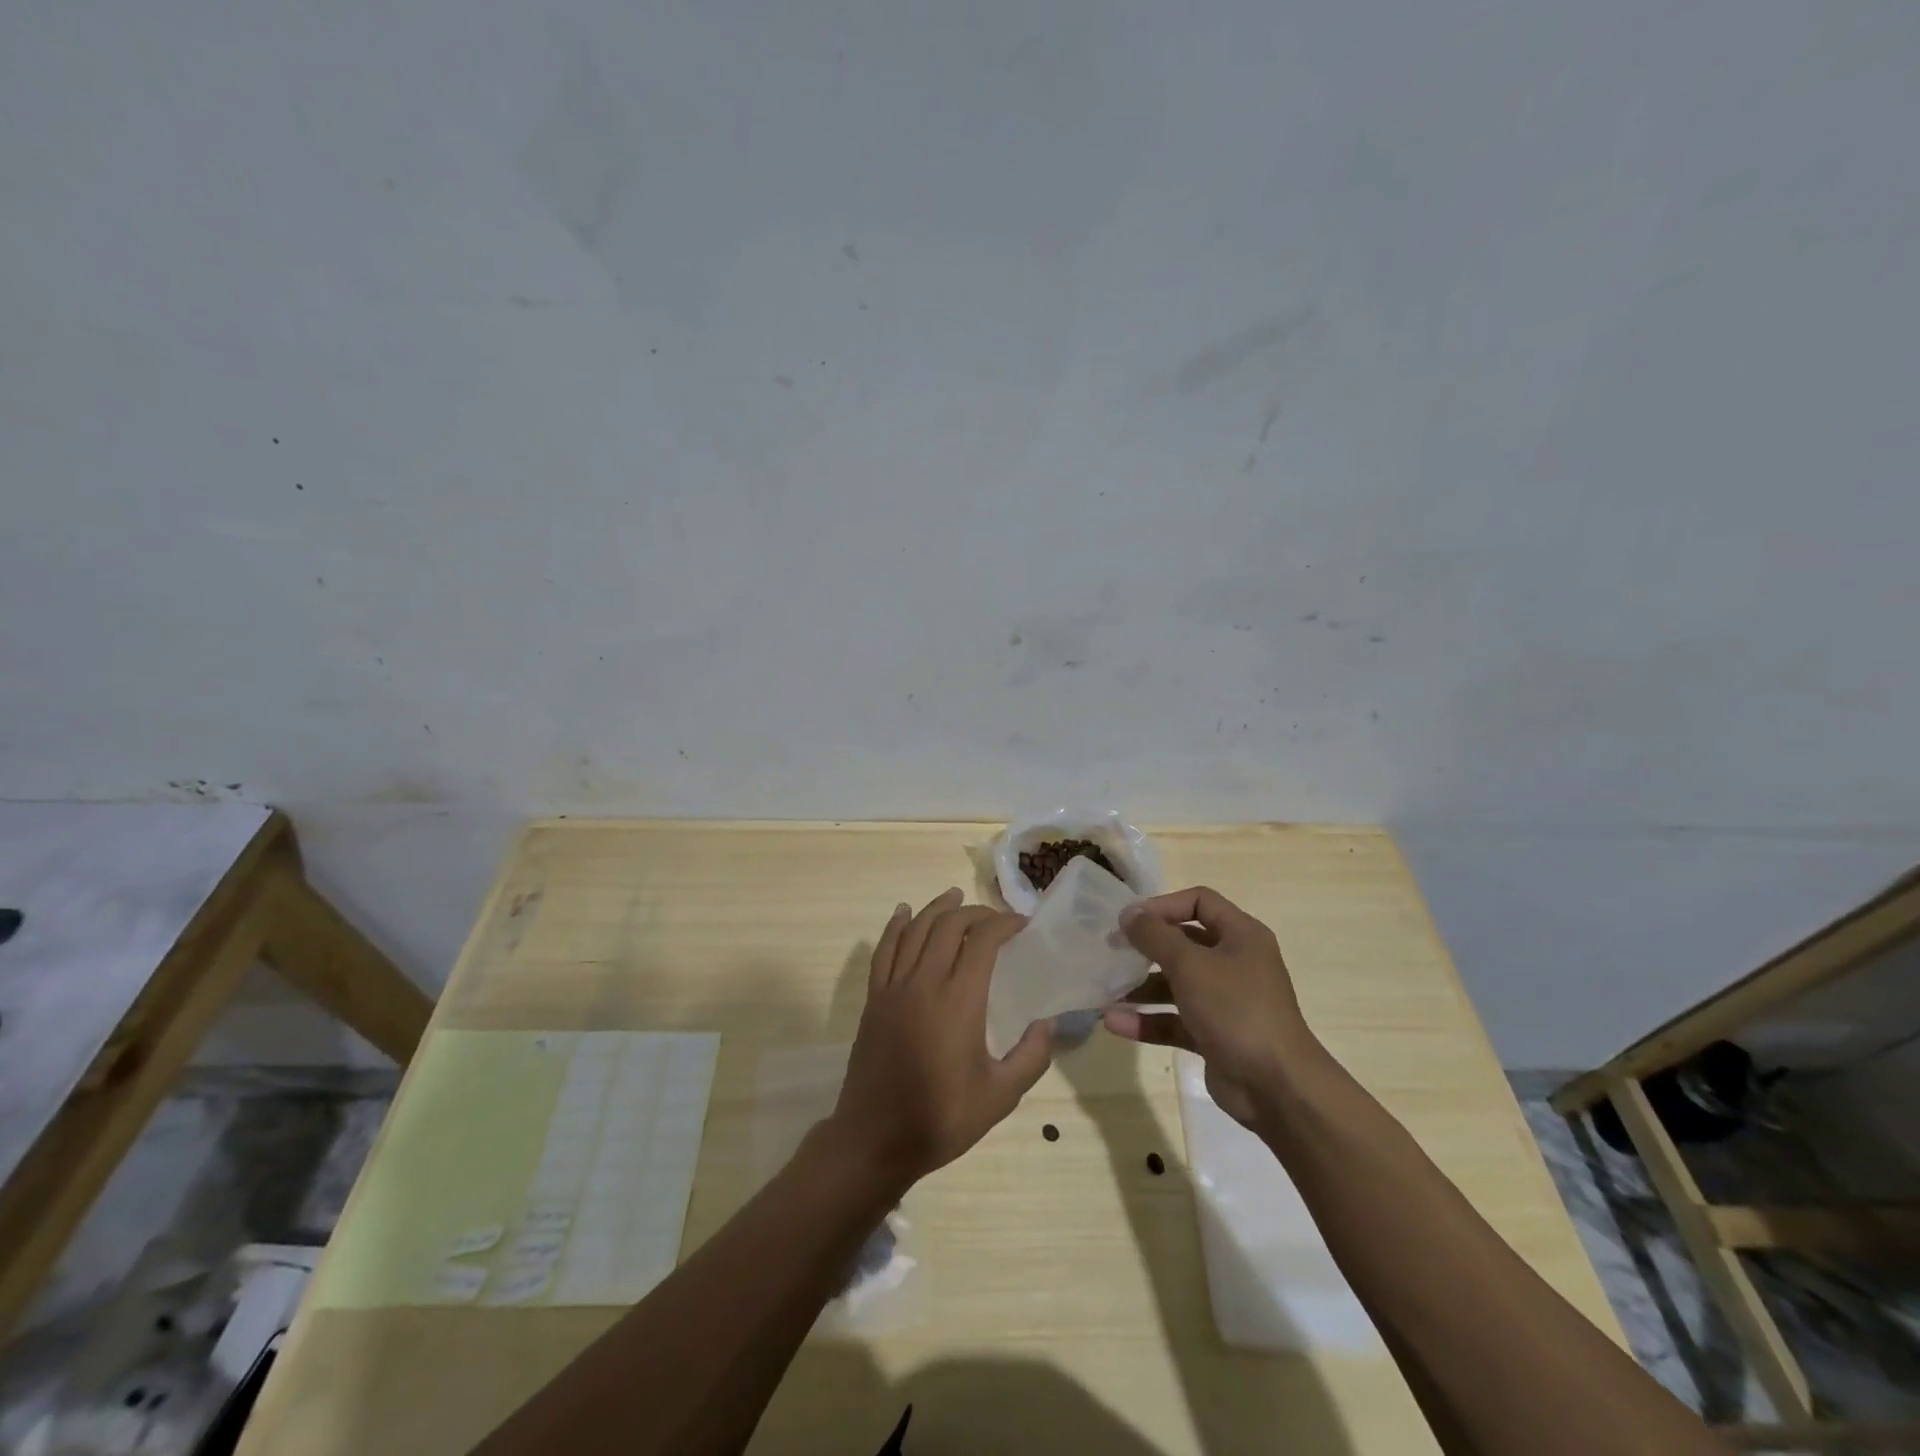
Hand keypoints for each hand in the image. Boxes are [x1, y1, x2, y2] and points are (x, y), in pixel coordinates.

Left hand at [828, 889, 1053, 1183]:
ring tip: (955, 896)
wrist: (875, 1139)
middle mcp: (924, 983)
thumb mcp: (1000, 1097)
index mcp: (958, 1001)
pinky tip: (904, 912)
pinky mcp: (874, 998)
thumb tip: (1047, 1022)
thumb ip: (1031, 1057)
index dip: (1004, 923)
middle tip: (996, 918)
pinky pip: (884, 950)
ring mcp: (894, 988)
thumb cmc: (941, 1119)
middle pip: (949, 926)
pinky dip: (896, 926)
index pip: (982, 941)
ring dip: (937, 908)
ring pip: (915, 930)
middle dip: (975, 912)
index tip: (1022, 924)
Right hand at [1102, 886, 1321, 1127]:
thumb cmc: (1235, 1010)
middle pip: (1184, 942)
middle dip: (1146, 947)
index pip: (1199, 902)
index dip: (1163, 905)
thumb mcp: (1190, 965)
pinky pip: (1174, 1019)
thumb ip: (1155, 935)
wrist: (1277, 1088)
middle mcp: (1235, 963)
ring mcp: (1225, 1001)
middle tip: (1111, 950)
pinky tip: (1114, 1022)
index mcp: (1241, 936)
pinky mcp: (1213, 1035)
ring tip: (1105, 990)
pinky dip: (1147, 1020)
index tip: (1130, 920)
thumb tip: (1128, 913)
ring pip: (1175, 984)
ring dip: (1141, 987)